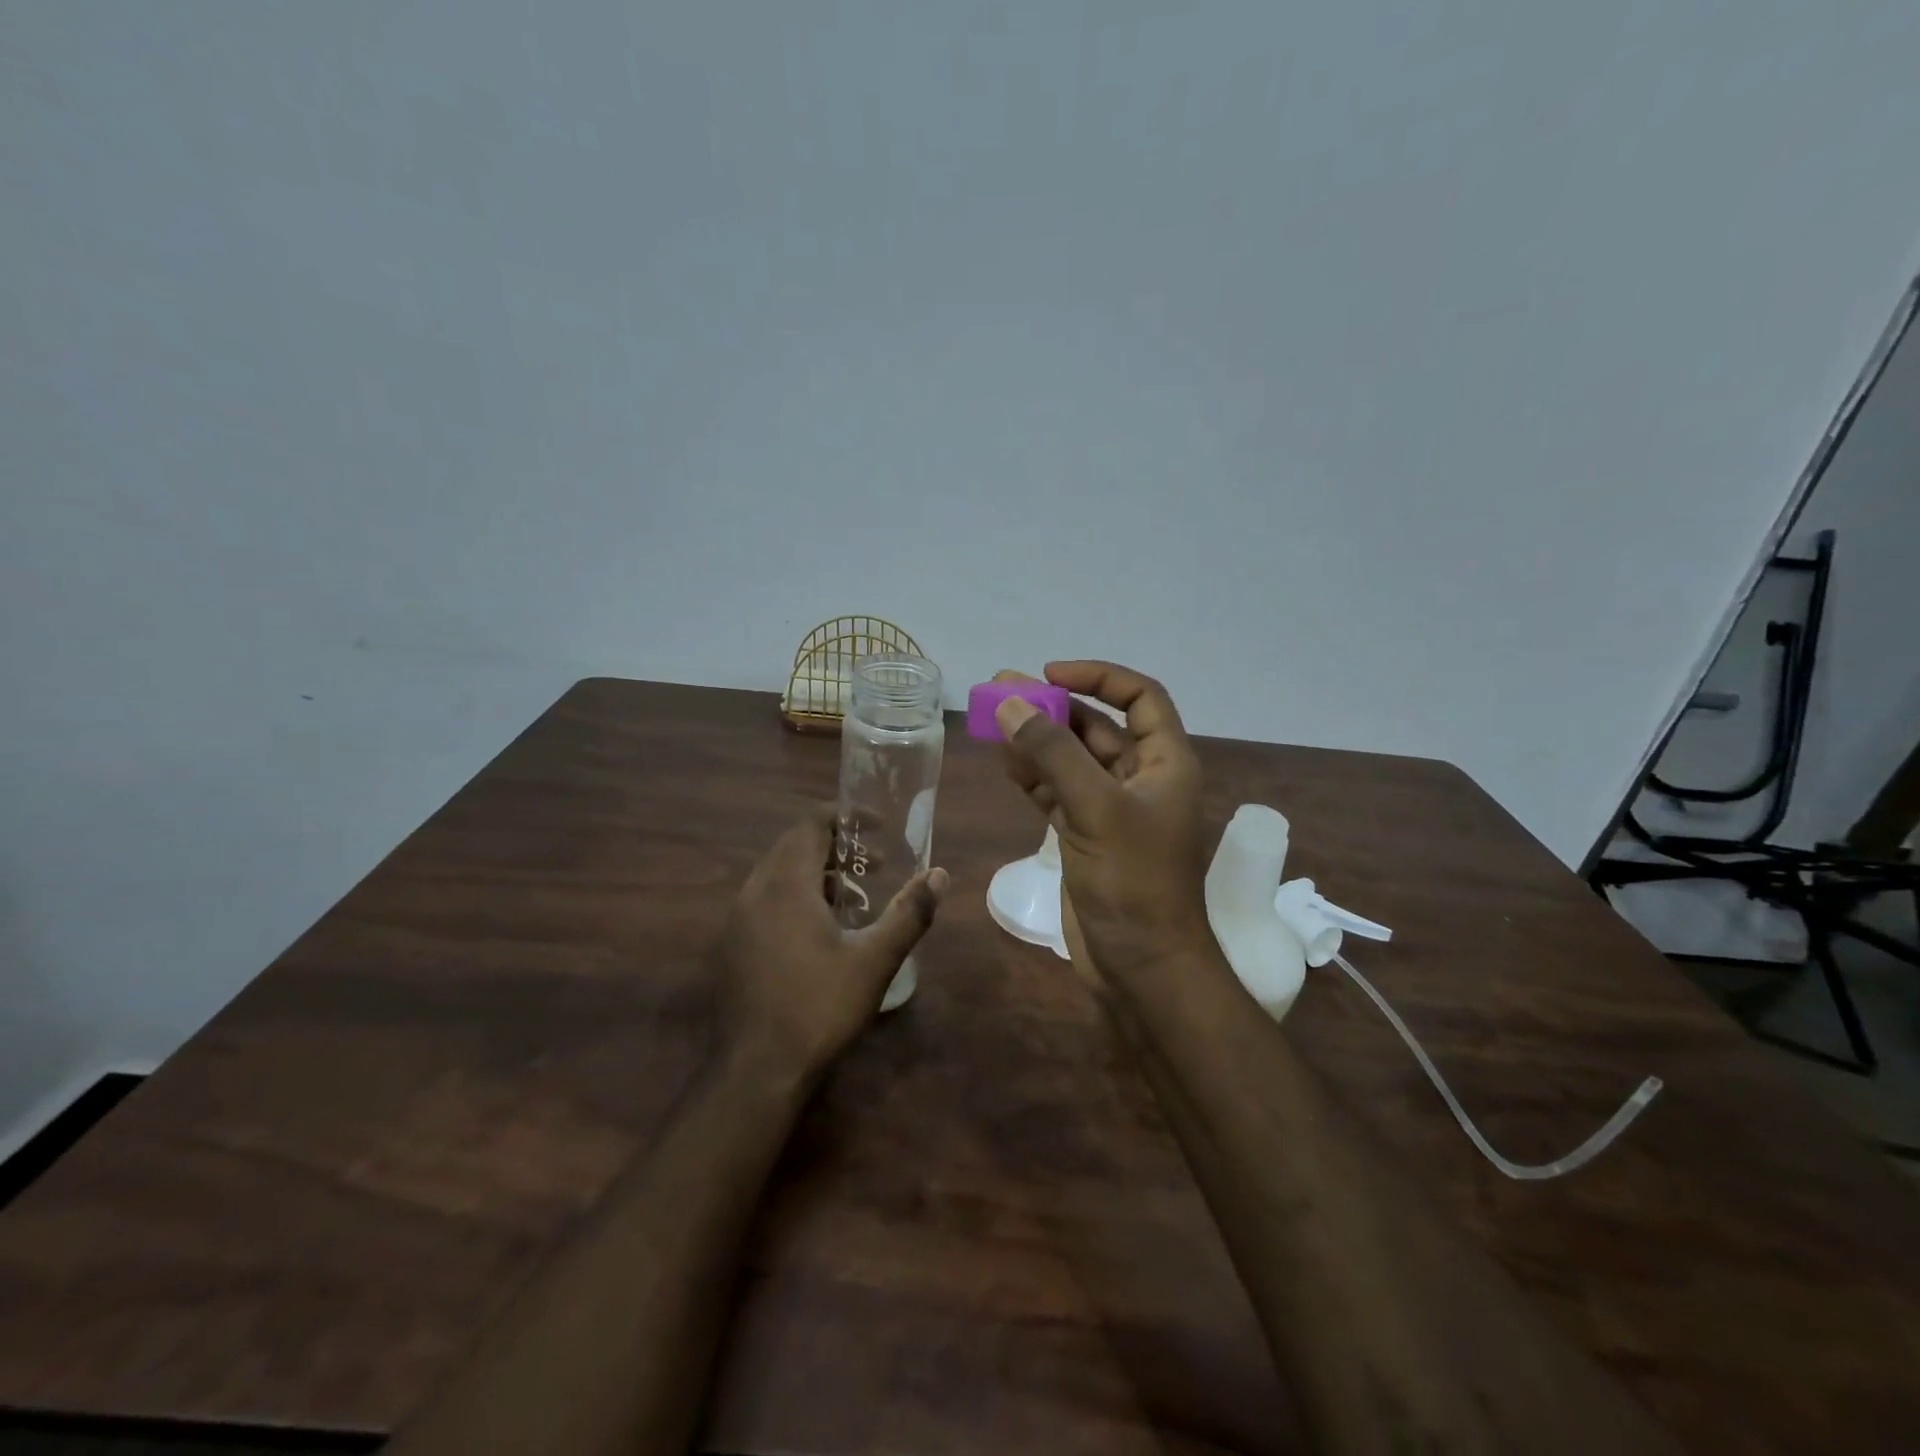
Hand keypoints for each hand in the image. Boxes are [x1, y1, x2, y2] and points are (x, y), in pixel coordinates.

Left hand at [716, 804, 947, 1082]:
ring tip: (854, 899)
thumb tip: (939, 875)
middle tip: (875, 865)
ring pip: (778, 874)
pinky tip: (820, 932)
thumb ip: (909, 913)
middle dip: (836, 847)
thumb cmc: (819, 1007)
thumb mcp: (875, 960)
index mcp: (785, 884)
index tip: (878, 827)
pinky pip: (765, 900)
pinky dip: (795, 896)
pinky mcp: (732, 945)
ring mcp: (737, 919)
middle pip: (794, 846)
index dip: (846, 817)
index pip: (811, 825)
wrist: (756, 1071)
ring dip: (816, 873)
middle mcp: (755, 891)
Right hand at [992, 662, 1211, 987]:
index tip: (1049, 674)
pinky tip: (1006, 763)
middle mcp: (1140, 779)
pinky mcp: (1085, 836)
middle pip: (1095, 727)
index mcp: (1164, 763)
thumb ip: (1053, 753)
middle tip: (1000, 691)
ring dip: (1036, 741)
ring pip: (1070, 760)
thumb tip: (1011, 702)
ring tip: (992, 722)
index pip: (1139, 697)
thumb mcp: (1096, 809)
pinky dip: (1032, 777)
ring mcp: (1110, 810)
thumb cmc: (1133, 882)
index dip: (1098, 677)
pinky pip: (1056, 792)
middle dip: (1052, 708)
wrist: (1140, 966)